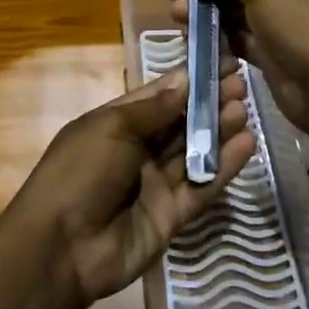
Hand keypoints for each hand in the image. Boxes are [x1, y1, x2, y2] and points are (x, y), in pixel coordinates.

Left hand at [8, 68, 256, 308]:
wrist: (61, 248)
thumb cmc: (80, 171)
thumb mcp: (112, 128)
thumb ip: (154, 108)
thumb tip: (186, 78)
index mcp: (117, 123)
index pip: (160, 94)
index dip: (189, 79)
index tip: (220, 61)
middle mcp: (139, 149)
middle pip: (180, 122)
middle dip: (209, 102)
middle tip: (241, 84)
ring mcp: (156, 183)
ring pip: (194, 151)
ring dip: (219, 130)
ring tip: (245, 108)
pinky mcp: (172, 215)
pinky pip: (202, 187)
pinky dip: (224, 167)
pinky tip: (246, 144)